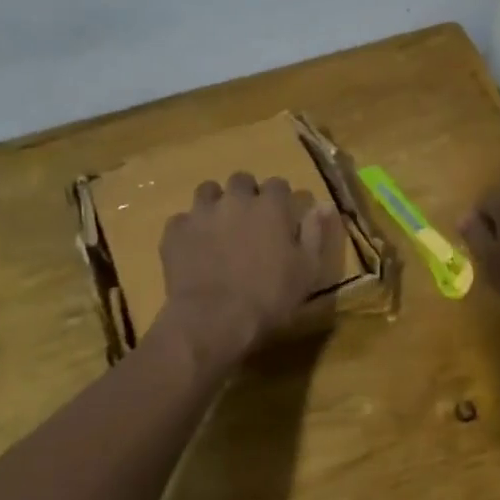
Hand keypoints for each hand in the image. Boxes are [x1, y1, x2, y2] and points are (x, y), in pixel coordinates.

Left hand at [155, 171, 345, 367]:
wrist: (214, 319)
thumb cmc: (270, 297)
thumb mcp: (307, 269)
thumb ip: (315, 232)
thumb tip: (325, 204)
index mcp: (270, 206)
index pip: (278, 184)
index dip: (280, 199)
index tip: (281, 217)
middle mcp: (235, 199)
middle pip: (241, 180)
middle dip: (246, 194)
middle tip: (250, 221)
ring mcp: (201, 212)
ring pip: (208, 191)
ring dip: (216, 204)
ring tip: (219, 228)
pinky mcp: (175, 231)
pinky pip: (182, 220)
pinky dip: (189, 230)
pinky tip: (194, 249)